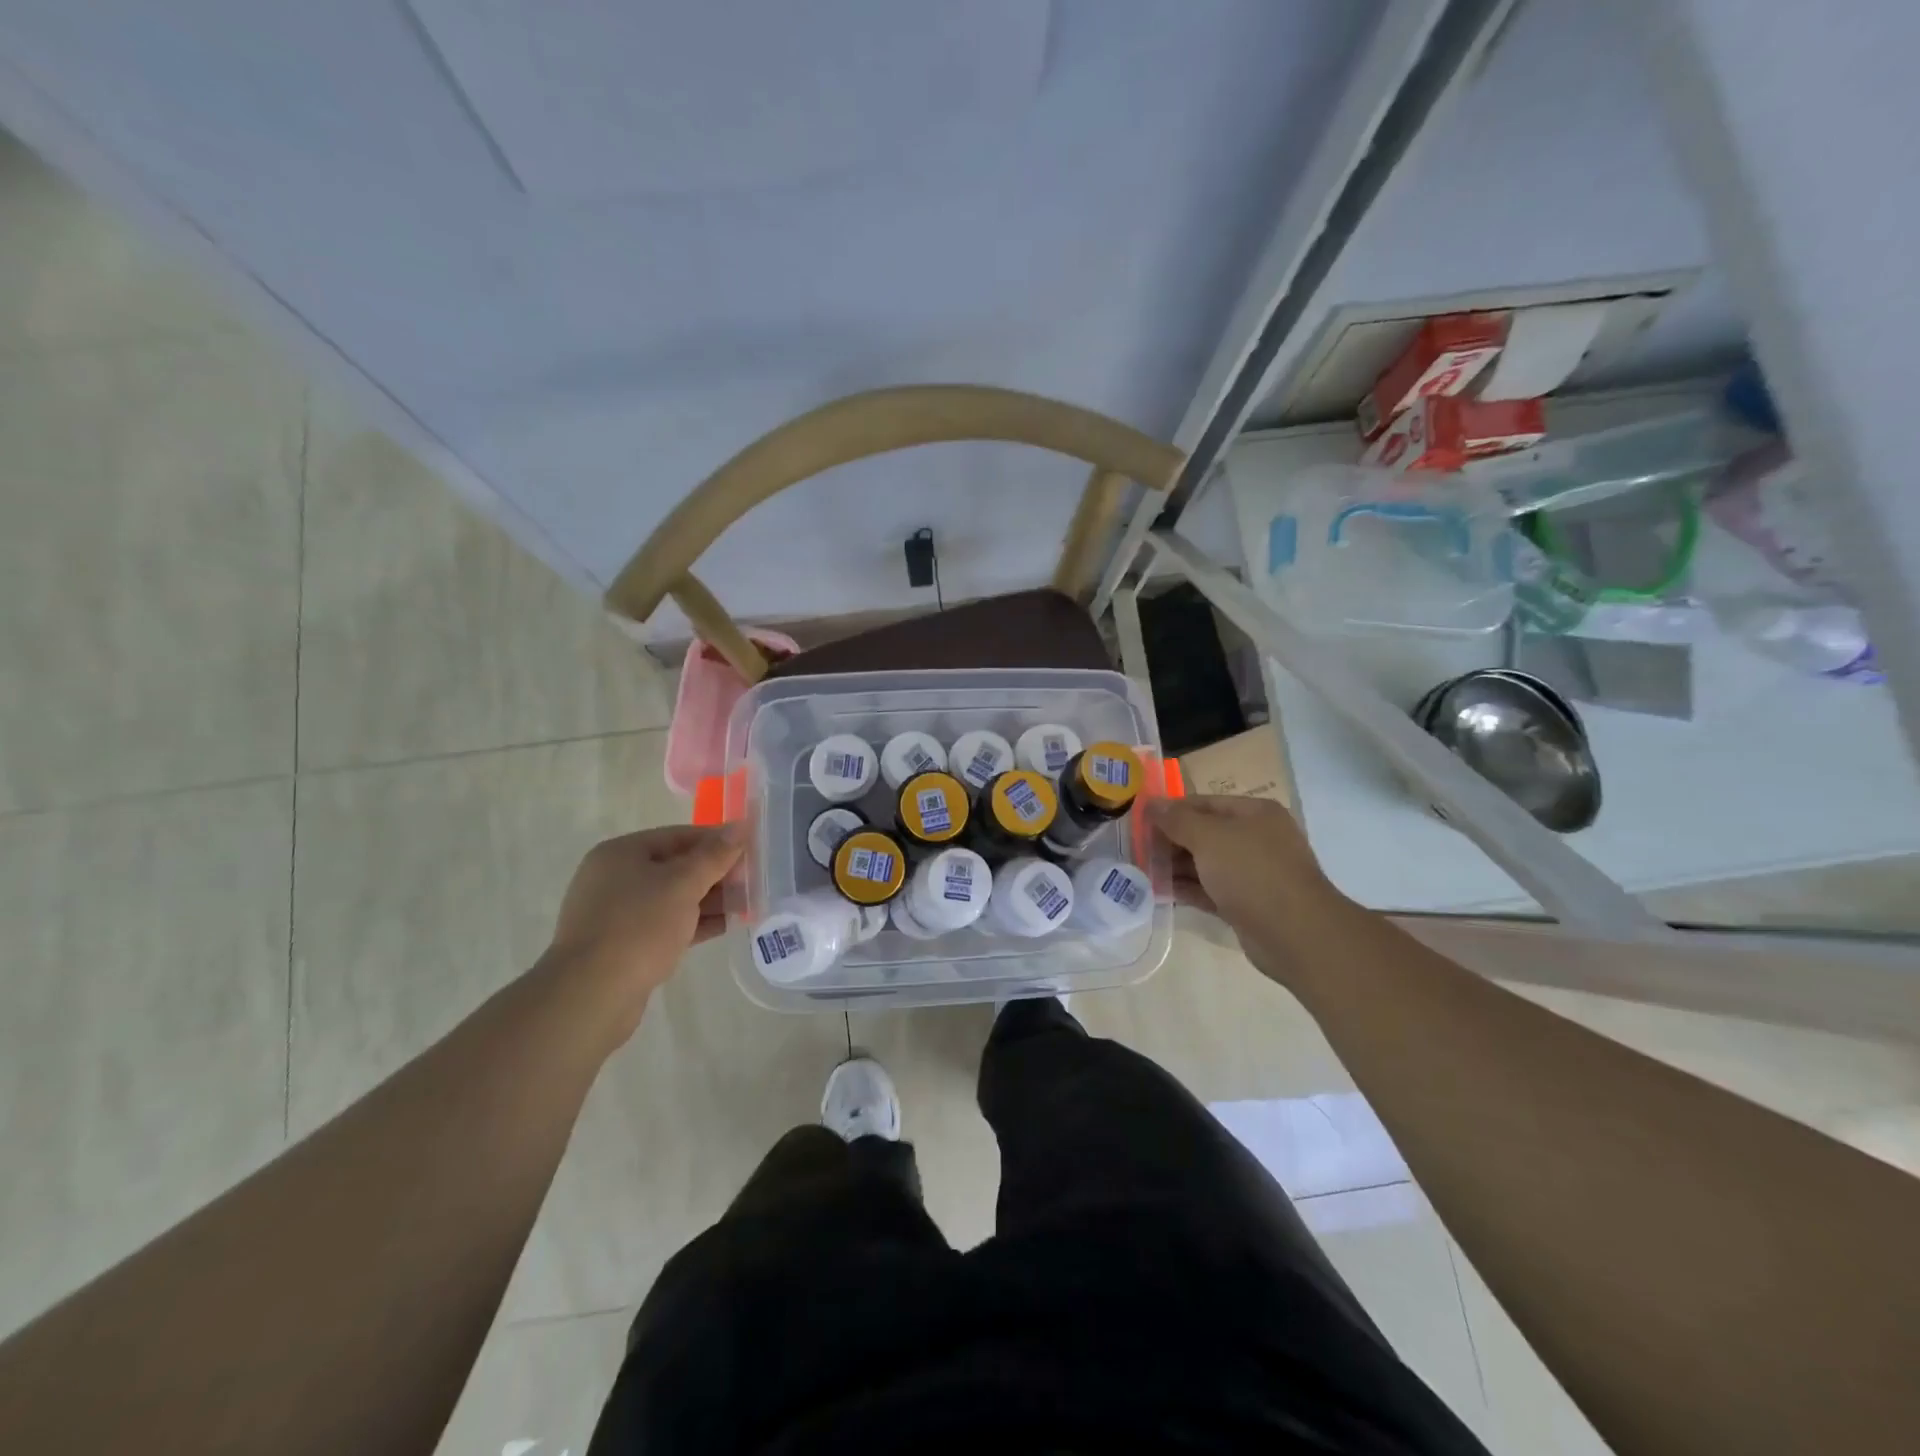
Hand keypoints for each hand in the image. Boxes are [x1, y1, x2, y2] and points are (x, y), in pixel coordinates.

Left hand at [544, 824, 743, 1042]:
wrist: (592, 995)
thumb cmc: (639, 927)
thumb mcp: (683, 884)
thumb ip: (714, 855)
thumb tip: (740, 826)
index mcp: (622, 853)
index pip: (679, 836)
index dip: (717, 841)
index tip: (751, 851)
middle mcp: (615, 878)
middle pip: (676, 866)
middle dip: (715, 874)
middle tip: (752, 881)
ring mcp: (616, 913)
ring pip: (672, 897)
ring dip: (709, 900)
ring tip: (746, 905)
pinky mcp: (623, 944)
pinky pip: (666, 923)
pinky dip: (693, 922)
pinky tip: (725, 926)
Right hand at [1150, 796, 1347, 977]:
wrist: (1295, 933)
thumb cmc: (1252, 872)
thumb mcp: (1209, 838)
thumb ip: (1177, 820)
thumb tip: (1151, 804)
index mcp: (1255, 813)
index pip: (1203, 803)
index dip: (1171, 811)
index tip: (1140, 823)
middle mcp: (1257, 838)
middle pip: (1204, 833)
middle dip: (1171, 841)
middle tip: (1139, 851)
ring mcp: (1254, 873)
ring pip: (1207, 864)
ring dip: (1176, 867)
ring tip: (1143, 872)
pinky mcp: (1248, 903)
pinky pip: (1211, 889)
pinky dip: (1188, 889)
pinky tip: (1161, 892)